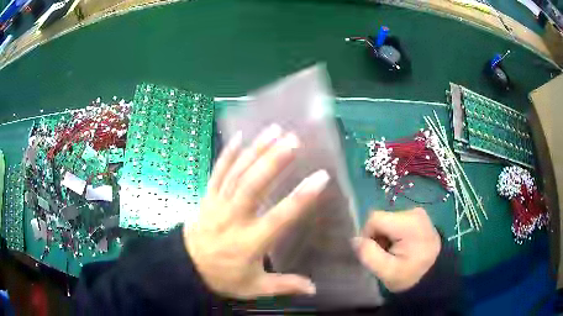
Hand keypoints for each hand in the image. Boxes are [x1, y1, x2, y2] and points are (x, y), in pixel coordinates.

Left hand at [184, 124, 329, 298]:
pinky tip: (240, 136)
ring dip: (256, 150)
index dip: (300, 198)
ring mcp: (218, 203)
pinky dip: (228, 153)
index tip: (320, 177)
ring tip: (275, 130)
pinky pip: (217, 171)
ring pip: (237, 173)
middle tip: (293, 140)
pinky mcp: (207, 196)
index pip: (279, 217)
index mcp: (249, 241)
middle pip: (252, 186)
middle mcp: (233, 218)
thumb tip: (314, 289)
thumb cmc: (222, 277)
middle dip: (273, 161)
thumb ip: (284, 286)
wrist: (185, 266)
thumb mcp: (254, 287)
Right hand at [353, 208, 440, 292]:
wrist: (433, 276)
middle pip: (381, 219)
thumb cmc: (410, 276)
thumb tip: (355, 239)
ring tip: (393, 253)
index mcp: (409, 223)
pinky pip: (396, 222)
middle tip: (385, 256)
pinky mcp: (418, 217)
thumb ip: (368, 254)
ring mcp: (418, 213)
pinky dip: (393, 234)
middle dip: (377, 237)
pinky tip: (400, 247)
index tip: (375, 253)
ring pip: (387, 220)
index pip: (374, 219)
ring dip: (384, 237)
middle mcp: (415, 212)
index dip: (368, 236)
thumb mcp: (386, 272)